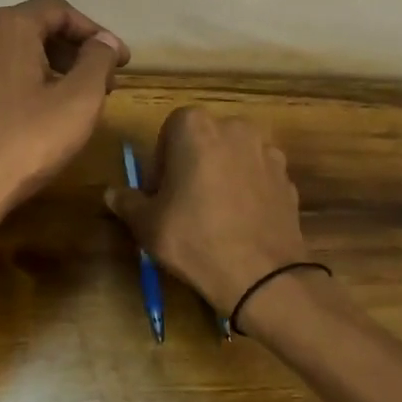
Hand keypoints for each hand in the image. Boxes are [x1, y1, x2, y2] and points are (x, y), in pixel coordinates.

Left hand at [0, 0, 128, 224]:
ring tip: (72, 104)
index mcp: (8, 28)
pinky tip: (34, 120)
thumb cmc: (25, 142)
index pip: (59, 11)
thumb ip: (98, 62)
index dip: (96, 32)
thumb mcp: (79, 101)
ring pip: (12, 58)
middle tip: (103, 83)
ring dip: (48, 72)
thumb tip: (104, 42)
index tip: (121, 61)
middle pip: (34, 31)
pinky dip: (21, 89)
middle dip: (73, 53)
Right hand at [105, 107, 310, 316]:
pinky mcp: (288, 178)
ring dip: (221, 175)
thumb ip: (128, 202)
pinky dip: (247, 191)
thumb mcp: (147, 224)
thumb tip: (113, 193)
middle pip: (205, 139)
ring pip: (234, 157)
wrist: (262, 274)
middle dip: (192, 163)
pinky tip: (240, 223)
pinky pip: (257, 177)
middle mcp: (235, 128)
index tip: (159, 192)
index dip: (161, 161)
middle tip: (182, 202)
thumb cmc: (194, 238)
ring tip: (214, 214)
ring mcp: (267, 151)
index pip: (169, 130)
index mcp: (196, 127)